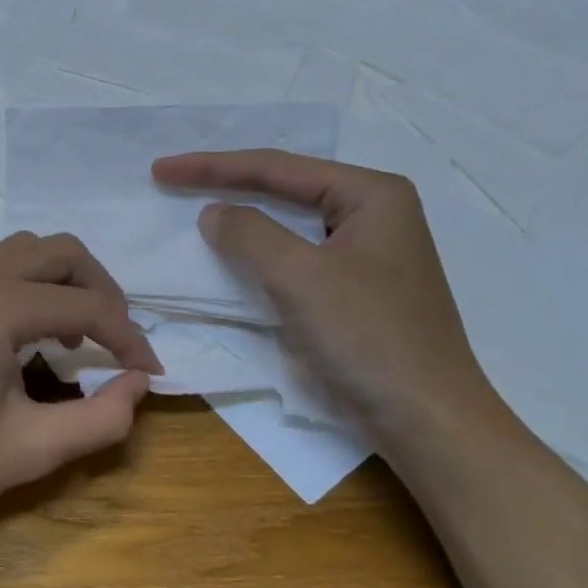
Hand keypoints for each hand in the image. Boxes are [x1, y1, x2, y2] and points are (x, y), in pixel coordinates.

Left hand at [0, 232, 162, 552]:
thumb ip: (101, 418)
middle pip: (58, 252)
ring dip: (61, 284)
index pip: (86, 306)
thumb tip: (138, 385)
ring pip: (22, 253)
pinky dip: (25, 289)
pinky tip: (26, 338)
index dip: (129, 338)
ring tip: (75, 339)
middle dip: (100, 290)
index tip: (149, 373)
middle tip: (117, 340)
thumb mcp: (30, 450)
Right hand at [152, 150, 501, 445]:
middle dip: (228, 183)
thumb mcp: (301, 277)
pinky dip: (260, 254)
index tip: (161, 169)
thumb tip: (213, 213)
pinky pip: (297, 257)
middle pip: (286, 188)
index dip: (213, 167)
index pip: (278, 168)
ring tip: (195, 208)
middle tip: (173, 179)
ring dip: (243, 218)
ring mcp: (367, 254)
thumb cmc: (368, 339)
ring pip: (290, 224)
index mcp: (372, 195)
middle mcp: (374, 214)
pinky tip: (234, 255)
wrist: (426, 421)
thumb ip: (250, 234)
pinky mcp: (356, 290)